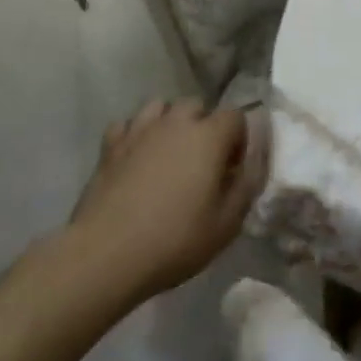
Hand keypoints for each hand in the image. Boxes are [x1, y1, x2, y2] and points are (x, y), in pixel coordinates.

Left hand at [63, 99, 267, 303]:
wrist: (106, 254)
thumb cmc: (175, 240)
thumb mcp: (227, 224)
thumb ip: (247, 185)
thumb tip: (253, 162)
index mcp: (209, 136)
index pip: (236, 116)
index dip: (239, 140)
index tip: (232, 170)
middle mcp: (176, 122)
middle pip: (197, 106)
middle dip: (204, 127)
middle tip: (201, 163)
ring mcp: (139, 130)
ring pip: (160, 107)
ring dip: (169, 123)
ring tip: (168, 154)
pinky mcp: (110, 146)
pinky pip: (127, 125)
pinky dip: (135, 135)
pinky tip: (135, 158)